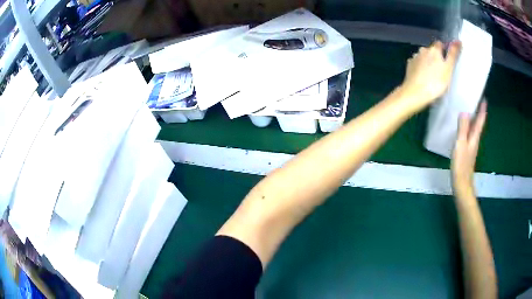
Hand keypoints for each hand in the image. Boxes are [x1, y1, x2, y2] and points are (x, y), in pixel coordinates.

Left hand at [400, 40, 460, 111]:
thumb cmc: (436, 82)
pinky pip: (417, 64)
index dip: (445, 50)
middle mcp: (423, 50)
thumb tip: (458, 41)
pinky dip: (421, 67)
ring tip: (433, 75)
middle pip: (432, 50)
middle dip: (436, 57)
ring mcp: (415, 57)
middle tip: (442, 70)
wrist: (416, 93)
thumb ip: (453, 54)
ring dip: (428, 62)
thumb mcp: (449, 68)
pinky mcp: (409, 65)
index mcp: (434, 49)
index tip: (448, 60)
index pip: (440, 44)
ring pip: (424, 56)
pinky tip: (424, 77)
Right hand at [451, 101, 486, 197]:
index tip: (484, 98)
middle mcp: (475, 140)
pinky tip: (463, 127)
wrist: (461, 184)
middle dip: (478, 112)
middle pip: (478, 123)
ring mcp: (471, 146)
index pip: (480, 120)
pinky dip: (468, 127)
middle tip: (476, 100)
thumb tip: (465, 111)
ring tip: (470, 110)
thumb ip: (463, 129)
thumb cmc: (461, 165)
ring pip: (474, 129)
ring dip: (473, 119)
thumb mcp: (460, 145)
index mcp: (475, 137)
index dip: (482, 110)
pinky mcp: (467, 151)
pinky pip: (469, 134)